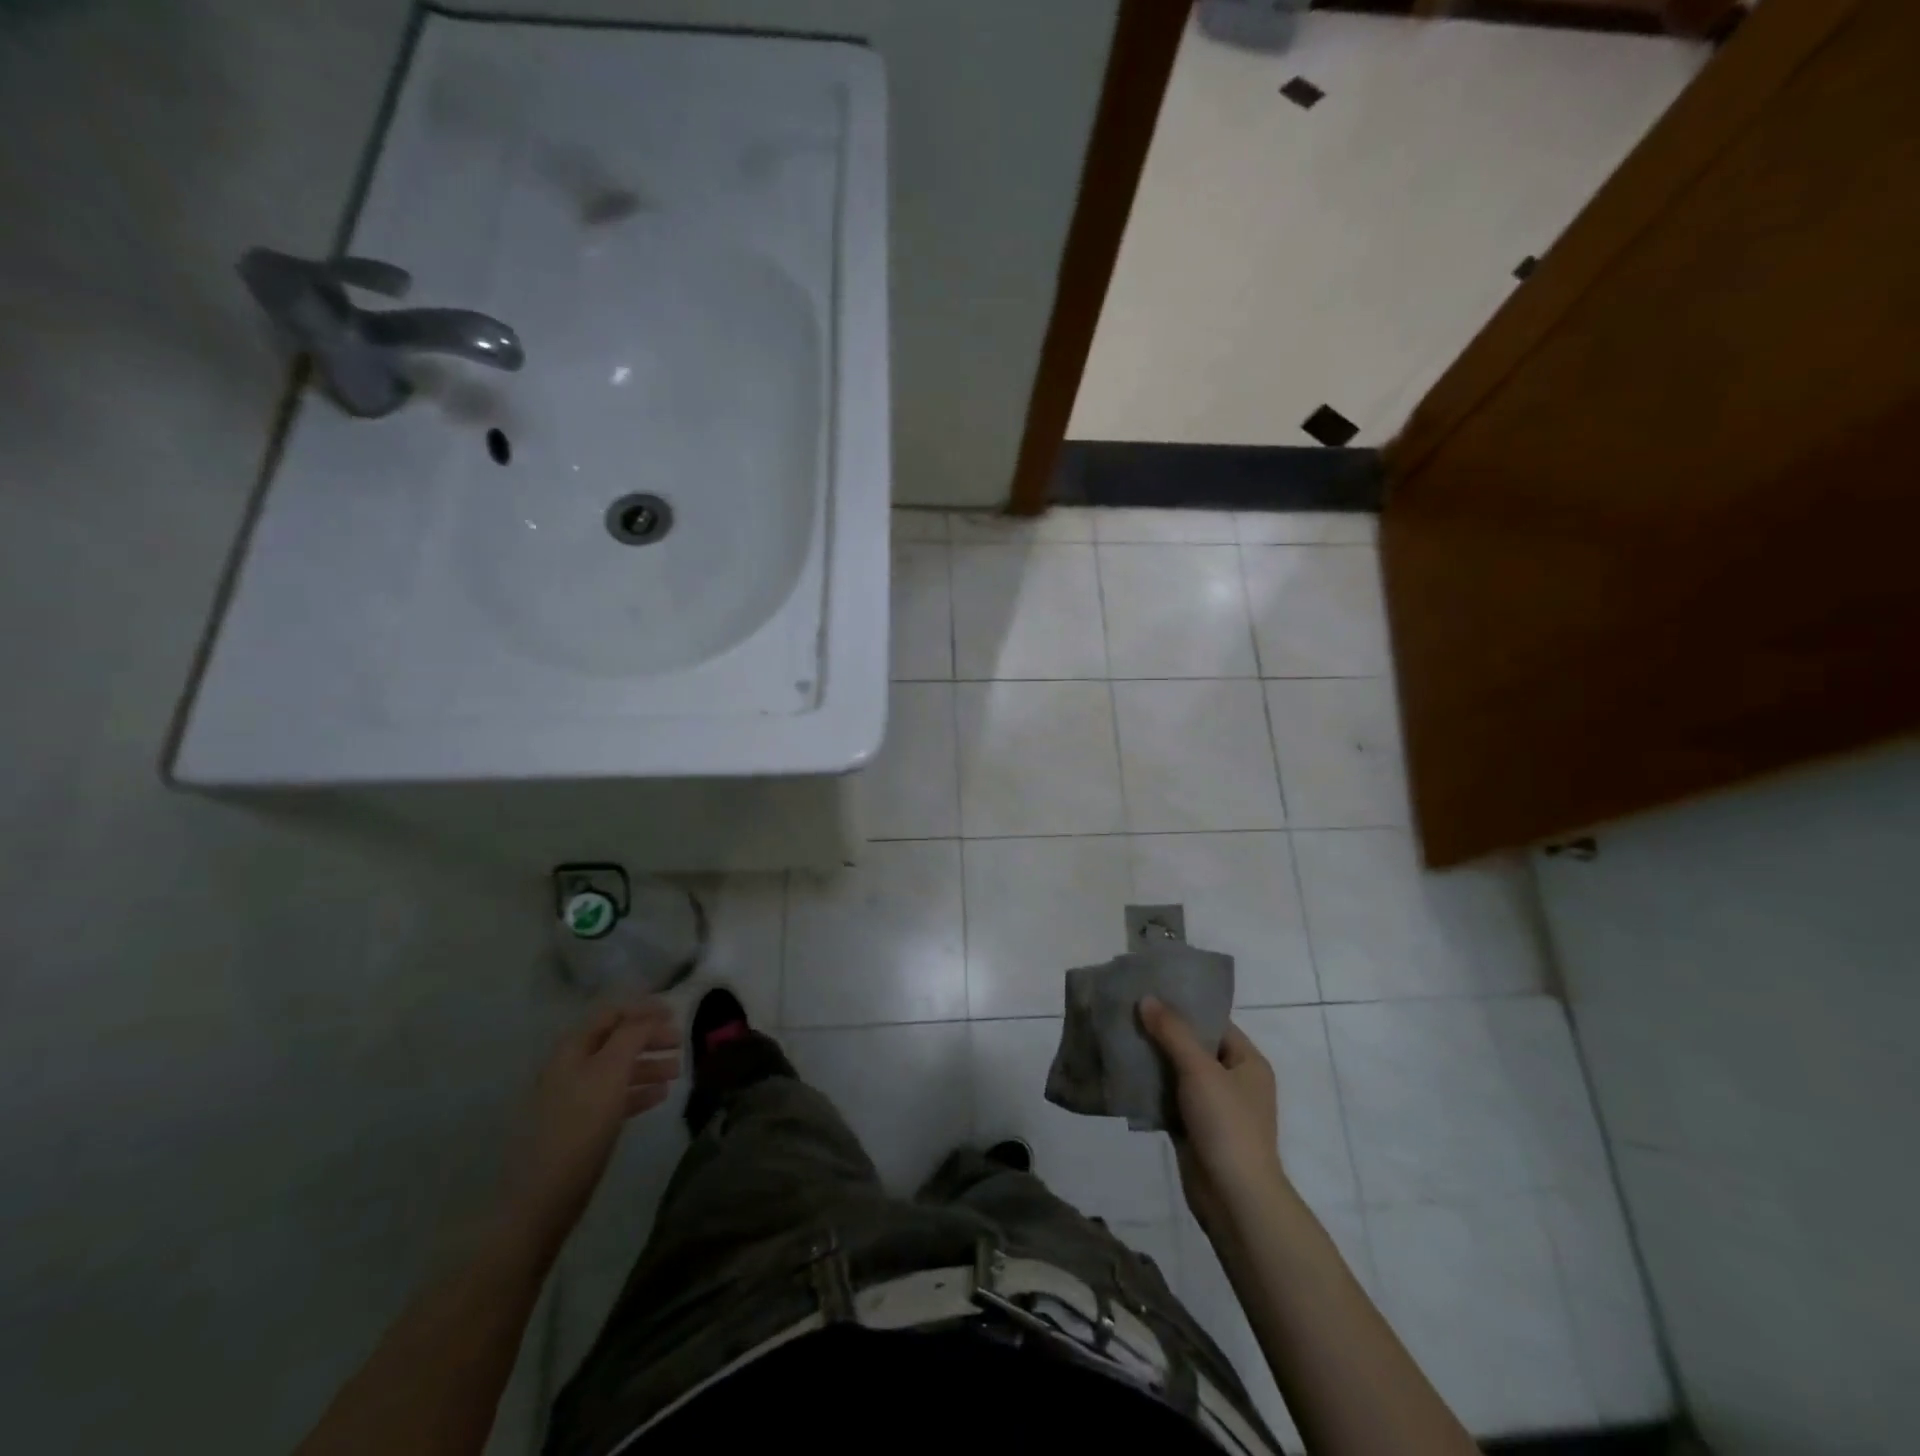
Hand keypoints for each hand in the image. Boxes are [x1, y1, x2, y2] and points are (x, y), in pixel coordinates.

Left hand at [500, 1002, 680, 1247]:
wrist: (542, 1199)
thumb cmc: (580, 1127)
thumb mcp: (610, 1073)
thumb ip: (632, 1036)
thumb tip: (650, 1014)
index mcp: (573, 1048)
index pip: (611, 1012)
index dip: (643, 1008)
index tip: (675, 1012)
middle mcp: (571, 1066)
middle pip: (616, 1039)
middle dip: (649, 1037)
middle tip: (682, 1042)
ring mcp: (574, 1097)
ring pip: (617, 1068)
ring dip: (648, 1063)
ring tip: (678, 1071)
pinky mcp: (580, 1125)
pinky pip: (614, 1096)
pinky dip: (638, 1090)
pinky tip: (660, 1096)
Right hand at [1139, 997, 1283, 1232]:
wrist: (1234, 1199)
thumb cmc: (1226, 1125)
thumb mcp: (1199, 1070)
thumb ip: (1172, 1032)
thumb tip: (1147, 999)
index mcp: (1248, 1062)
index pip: (1214, 1023)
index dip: (1184, 1007)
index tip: (1150, 992)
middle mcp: (1235, 1081)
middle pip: (1194, 1046)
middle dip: (1162, 1032)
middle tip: (1127, 1011)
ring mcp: (1215, 1107)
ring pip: (1179, 1073)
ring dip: (1153, 1060)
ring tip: (1119, 1037)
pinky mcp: (1195, 1129)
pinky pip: (1170, 1098)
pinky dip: (1151, 1088)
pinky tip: (1124, 1074)